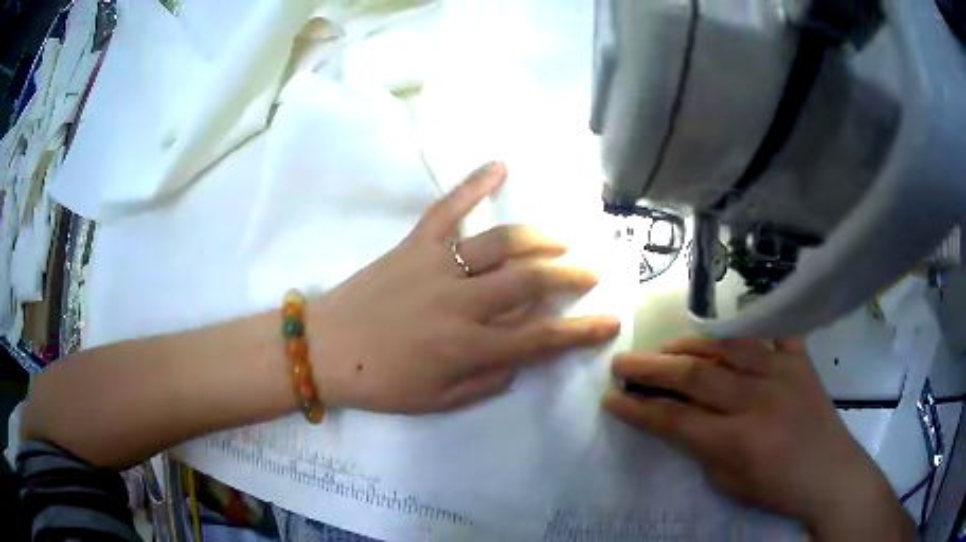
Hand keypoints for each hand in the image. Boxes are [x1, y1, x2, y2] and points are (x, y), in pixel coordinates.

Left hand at [309, 162, 620, 413]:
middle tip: (590, 272)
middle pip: (532, 282)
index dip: (582, 332)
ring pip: (502, 242)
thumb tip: (520, 355)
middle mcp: (461, 302)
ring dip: (541, 238)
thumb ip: (487, 380)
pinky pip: (448, 208)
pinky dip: (474, 183)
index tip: (611, 321)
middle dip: (571, 276)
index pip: (542, 339)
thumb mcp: (438, 401)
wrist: (325, 348)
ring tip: (561, 240)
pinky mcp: (414, 244)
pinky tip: (500, 164)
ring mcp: (437, 266)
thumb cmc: (380, 382)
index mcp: (468, 347)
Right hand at [604, 338, 913, 540]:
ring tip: (666, 347)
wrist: (830, 474)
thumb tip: (678, 420)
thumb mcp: (729, 483)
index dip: (639, 408)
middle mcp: (758, 399)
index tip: (611, 398)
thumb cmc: (777, 490)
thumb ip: (702, 449)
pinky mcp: (801, 360)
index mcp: (738, 440)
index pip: (675, 418)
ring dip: (690, 344)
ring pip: (727, 346)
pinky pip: (774, 331)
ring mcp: (782, 372)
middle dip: (651, 368)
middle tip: (623, 363)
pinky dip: (750, 326)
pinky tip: (729, 329)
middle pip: (695, 375)